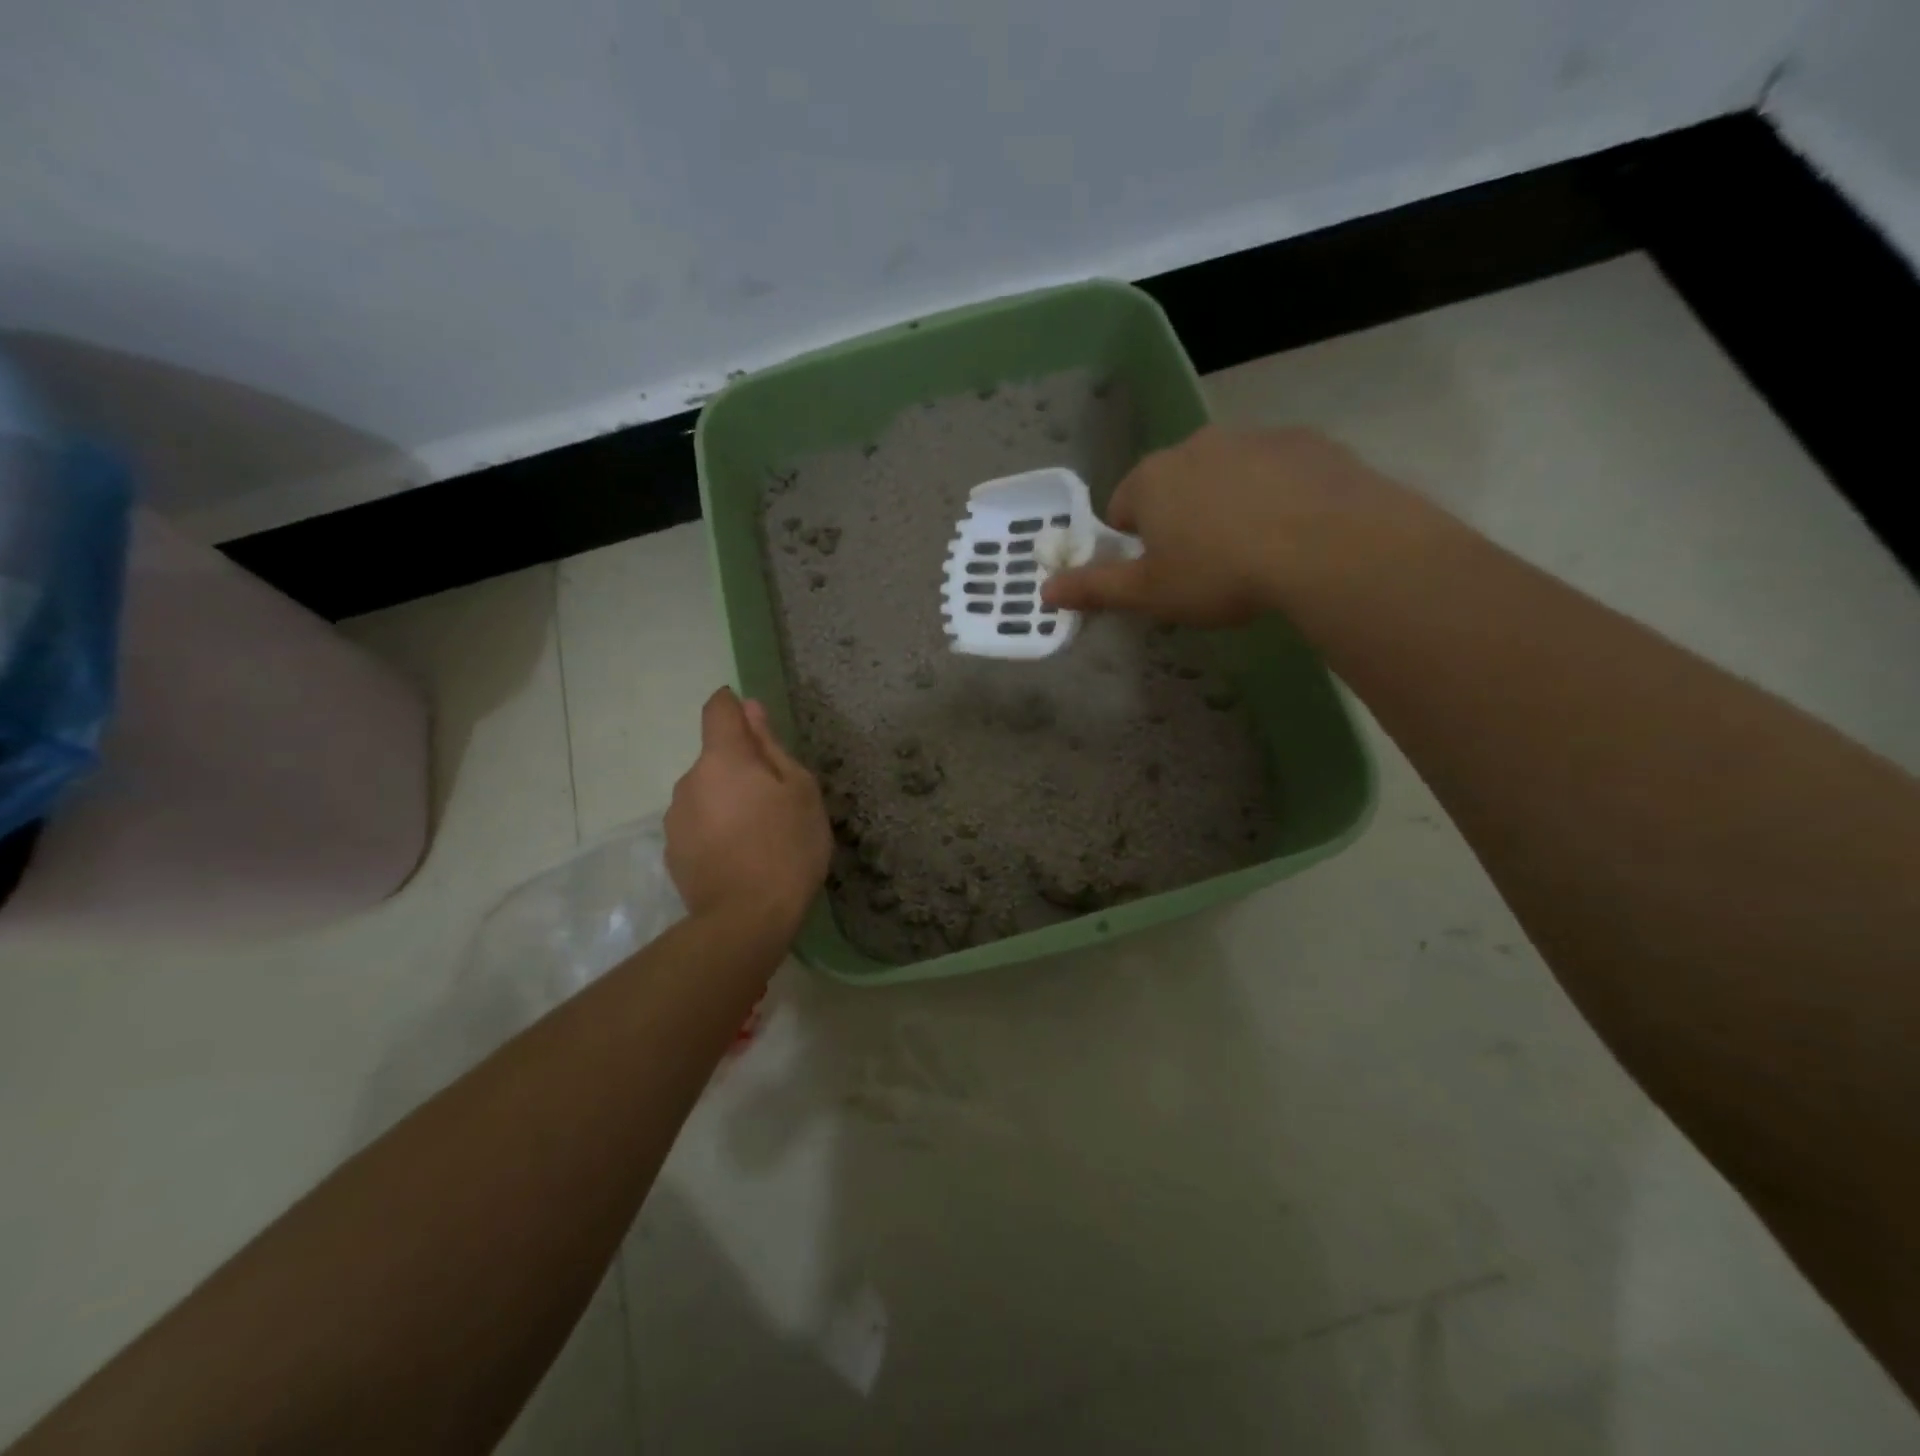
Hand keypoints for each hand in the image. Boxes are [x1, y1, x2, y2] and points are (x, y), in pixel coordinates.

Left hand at [665, 688, 830, 936]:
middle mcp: (689, 780)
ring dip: (727, 800)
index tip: (752, 719)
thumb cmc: (787, 846)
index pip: (718, 710)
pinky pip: (698, 825)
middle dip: (741, 768)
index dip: (733, 706)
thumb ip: (771, 747)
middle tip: (776, 801)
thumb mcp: (800, 791)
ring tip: (759, 835)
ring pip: (706, 793)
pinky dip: (716, 829)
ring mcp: (675, 818)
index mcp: (722, 759)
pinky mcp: (672, 851)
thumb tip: (751, 711)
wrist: (747, 919)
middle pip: (716, 758)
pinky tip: (739, 856)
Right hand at [1043, 426, 1437, 625]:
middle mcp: (1196, 445)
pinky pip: (1275, 471)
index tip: (1158, 573)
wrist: (1328, 545)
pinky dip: (1275, 495)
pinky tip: (1293, 532)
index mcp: (1151, 478)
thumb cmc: (1220, 572)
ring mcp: (1254, 437)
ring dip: (1227, 505)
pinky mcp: (1306, 442)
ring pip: (1225, 475)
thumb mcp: (1150, 593)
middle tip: (1204, 567)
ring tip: (1254, 552)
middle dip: (1180, 520)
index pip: (1121, 507)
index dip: (1133, 544)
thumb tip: (1045, 592)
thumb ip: (1096, 588)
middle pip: (1173, 485)